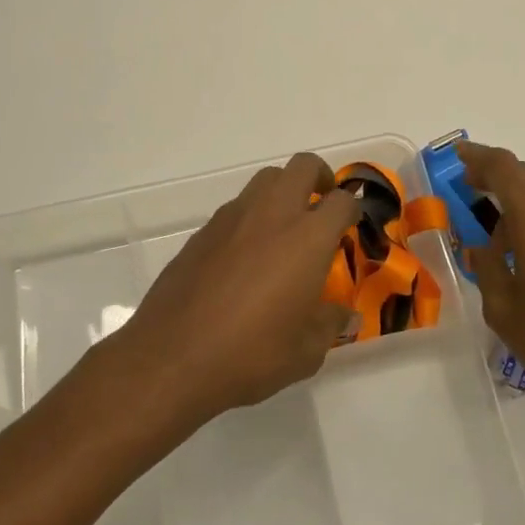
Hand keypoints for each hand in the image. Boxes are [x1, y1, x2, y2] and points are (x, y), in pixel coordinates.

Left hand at [104, 152, 361, 424]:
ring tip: (285, 229)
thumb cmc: (251, 354)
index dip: (352, 209)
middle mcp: (272, 214)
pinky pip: (237, 207)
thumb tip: (348, 317)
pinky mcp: (203, 231)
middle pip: (302, 167)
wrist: (173, 356)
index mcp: (307, 238)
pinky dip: (252, 217)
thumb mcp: (305, 351)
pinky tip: (247, 255)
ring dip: (283, 191)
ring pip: (266, 180)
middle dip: (319, 177)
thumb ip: (331, 325)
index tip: (351, 225)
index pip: (341, 202)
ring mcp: (233, 218)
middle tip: (323, 204)